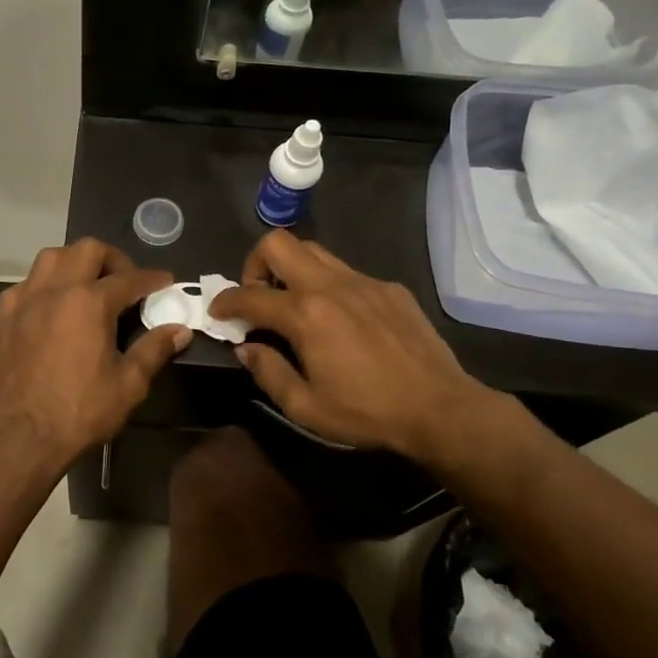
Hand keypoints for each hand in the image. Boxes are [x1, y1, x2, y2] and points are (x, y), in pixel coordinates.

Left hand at [0, 239, 190, 472]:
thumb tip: (180, 330)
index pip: (129, 278)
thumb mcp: (128, 384)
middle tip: (125, 281)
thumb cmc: (80, 412)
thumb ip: (154, 350)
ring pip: (51, 257)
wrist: (22, 437)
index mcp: (89, 302)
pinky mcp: (4, 316)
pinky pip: (27, 284)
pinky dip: (46, 285)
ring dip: (75, 262)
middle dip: (113, 259)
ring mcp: (24, 300)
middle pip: (87, 250)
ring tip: (88, 285)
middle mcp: (55, 289)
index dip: (152, 278)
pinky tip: (53, 307)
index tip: (165, 281)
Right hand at [207, 231, 521, 470]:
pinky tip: (340, 318)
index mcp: (305, 314)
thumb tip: (245, 348)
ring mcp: (363, 281)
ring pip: (313, 250)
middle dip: (255, 264)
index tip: (217, 312)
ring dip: (292, 268)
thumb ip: (267, 372)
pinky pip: (346, 271)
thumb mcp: (305, 406)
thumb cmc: (367, 412)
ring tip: (294, 302)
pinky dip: (329, 285)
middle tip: (258, 296)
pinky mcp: (388, 288)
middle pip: (278, 244)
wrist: (440, 409)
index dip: (224, 301)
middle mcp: (330, 285)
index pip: (249, 295)